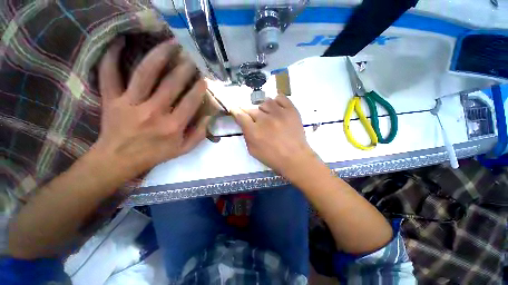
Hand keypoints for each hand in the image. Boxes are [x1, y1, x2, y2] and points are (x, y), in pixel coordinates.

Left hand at [94, 38, 208, 178]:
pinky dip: (111, 57)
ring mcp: (131, 104)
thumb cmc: (155, 154)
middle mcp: (154, 112)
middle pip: (172, 84)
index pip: (191, 102)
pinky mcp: (111, 99)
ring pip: (145, 73)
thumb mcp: (183, 150)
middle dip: (185, 67)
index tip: (205, 78)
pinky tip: (120, 42)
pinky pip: (109, 74)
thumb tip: (209, 117)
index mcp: (173, 126)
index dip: (199, 88)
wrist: (119, 160)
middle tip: (192, 55)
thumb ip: (199, 135)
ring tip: (170, 43)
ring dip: (159, 55)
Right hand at [231, 96, 314, 176]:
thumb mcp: (253, 151)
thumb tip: (244, 123)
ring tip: (269, 116)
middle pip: (252, 109)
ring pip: (265, 102)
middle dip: (252, 115)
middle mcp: (265, 120)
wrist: (295, 158)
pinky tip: (277, 109)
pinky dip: (277, 102)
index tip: (236, 110)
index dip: (237, 112)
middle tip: (258, 121)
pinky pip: (280, 98)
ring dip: (264, 109)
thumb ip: (247, 135)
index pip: (241, 116)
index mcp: (254, 132)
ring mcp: (279, 113)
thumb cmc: (273, 157)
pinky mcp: (291, 110)